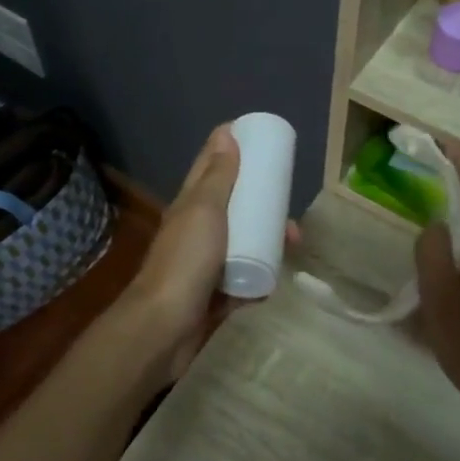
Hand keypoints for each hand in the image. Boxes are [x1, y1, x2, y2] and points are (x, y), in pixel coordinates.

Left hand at [121, 127, 298, 387]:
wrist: (165, 327)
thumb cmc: (186, 261)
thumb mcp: (204, 210)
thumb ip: (217, 177)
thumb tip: (225, 133)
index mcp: (190, 206)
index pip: (211, 167)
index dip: (232, 149)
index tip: (262, 140)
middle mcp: (196, 231)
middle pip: (234, 207)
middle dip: (262, 203)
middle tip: (289, 205)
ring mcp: (205, 265)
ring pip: (243, 244)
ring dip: (267, 241)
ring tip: (294, 243)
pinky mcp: (215, 296)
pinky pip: (244, 281)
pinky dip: (259, 279)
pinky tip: (276, 278)